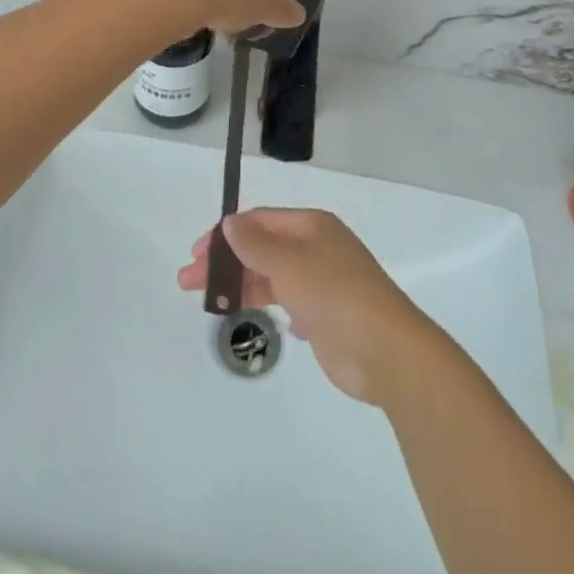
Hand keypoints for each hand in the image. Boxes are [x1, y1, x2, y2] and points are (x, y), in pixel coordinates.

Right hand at [177, 208, 436, 405]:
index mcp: (311, 226)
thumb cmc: (335, 295)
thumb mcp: (289, 264)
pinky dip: (267, 304)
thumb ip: (255, 245)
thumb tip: (229, 222)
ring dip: (241, 285)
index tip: (196, 255)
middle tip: (188, 281)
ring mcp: (322, 282)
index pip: (259, 221)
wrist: (385, 351)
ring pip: (271, 276)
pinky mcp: (324, 315)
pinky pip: (286, 301)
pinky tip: (251, 316)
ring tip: (209, 304)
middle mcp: (316, 248)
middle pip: (261, 248)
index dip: (225, 235)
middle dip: (225, 262)